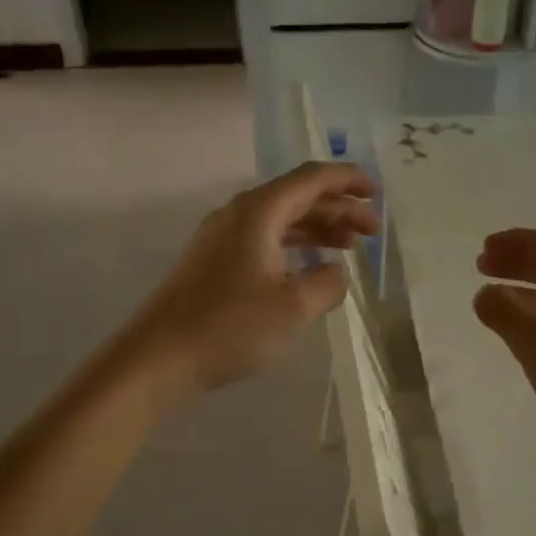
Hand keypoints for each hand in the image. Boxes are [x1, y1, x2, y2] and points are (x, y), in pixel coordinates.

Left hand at [121, 162, 377, 398]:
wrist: (159, 356)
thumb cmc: (230, 326)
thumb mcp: (293, 307)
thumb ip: (327, 283)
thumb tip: (336, 273)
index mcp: (259, 212)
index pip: (311, 179)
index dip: (347, 180)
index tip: (376, 193)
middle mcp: (239, 215)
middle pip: (297, 197)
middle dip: (338, 208)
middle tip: (371, 230)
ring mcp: (222, 238)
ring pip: (280, 221)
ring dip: (317, 229)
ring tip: (349, 246)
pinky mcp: (213, 263)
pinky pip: (264, 241)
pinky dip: (294, 247)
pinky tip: (308, 268)